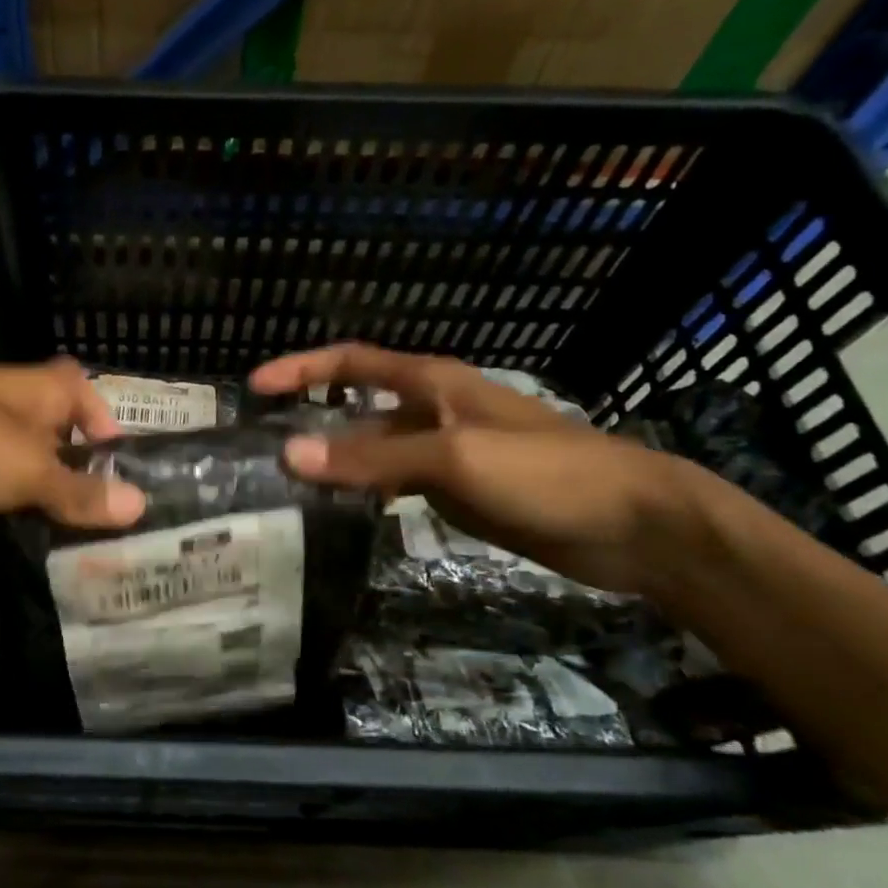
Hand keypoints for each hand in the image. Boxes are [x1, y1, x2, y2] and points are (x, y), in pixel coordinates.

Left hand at [0, 356, 146, 531]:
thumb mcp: (23, 471)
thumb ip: (76, 490)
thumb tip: (140, 503)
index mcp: (26, 387)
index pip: (77, 385)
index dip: (100, 417)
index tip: (111, 465)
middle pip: (36, 416)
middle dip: (57, 456)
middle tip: (77, 509)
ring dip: (12, 473)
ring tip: (31, 520)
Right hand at [248, 344, 695, 595]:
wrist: (633, 525)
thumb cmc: (544, 472)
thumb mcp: (453, 458)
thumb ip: (372, 456)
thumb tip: (290, 454)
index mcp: (432, 383)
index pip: (352, 362)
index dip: (302, 368)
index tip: (254, 387)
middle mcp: (432, 410)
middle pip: (357, 406)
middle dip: (310, 418)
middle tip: (260, 446)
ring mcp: (445, 452)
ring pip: (374, 449)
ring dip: (335, 460)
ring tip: (286, 484)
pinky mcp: (458, 491)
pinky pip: (395, 483)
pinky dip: (364, 491)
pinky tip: (339, 512)